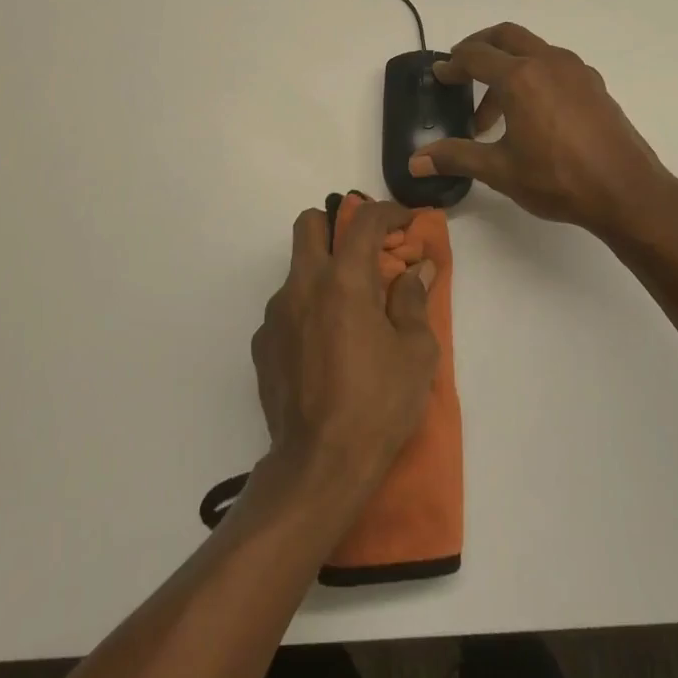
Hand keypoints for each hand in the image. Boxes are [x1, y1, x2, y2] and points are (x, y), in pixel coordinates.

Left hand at [251, 199, 438, 496]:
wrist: (319, 464)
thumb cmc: (378, 404)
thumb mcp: (415, 353)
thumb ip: (413, 301)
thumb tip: (415, 271)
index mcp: (343, 281)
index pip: (363, 221)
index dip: (389, 213)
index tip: (405, 224)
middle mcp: (302, 286)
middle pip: (309, 224)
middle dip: (337, 226)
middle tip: (364, 255)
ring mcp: (275, 314)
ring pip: (297, 271)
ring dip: (322, 276)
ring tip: (349, 317)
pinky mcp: (262, 343)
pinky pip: (286, 310)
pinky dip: (307, 313)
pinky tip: (325, 350)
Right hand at [410, 22, 677, 240]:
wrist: (626, 191)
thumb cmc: (557, 178)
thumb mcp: (500, 170)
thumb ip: (456, 157)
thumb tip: (415, 161)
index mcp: (520, 77)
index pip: (475, 57)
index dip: (452, 64)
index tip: (439, 75)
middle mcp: (548, 62)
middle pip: (505, 36)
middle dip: (479, 47)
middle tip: (461, 69)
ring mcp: (576, 71)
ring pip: (532, 50)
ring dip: (507, 66)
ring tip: (495, 110)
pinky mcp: (594, 85)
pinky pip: (554, 65)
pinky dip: (533, 75)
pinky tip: (532, 113)